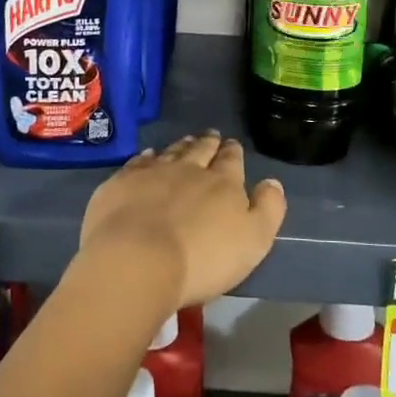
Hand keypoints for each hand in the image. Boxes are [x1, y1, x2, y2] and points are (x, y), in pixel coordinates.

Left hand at [78, 133, 286, 310]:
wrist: (138, 260)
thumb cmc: (202, 259)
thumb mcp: (253, 241)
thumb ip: (268, 209)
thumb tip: (272, 182)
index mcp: (223, 183)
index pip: (231, 160)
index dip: (233, 152)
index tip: (232, 145)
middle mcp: (189, 169)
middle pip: (201, 150)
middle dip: (209, 142)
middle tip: (211, 136)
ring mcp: (153, 172)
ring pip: (171, 152)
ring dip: (181, 146)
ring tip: (186, 141)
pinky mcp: (122, 183)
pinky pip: (138, 162)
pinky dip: (147, 157)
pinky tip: (148, 156)